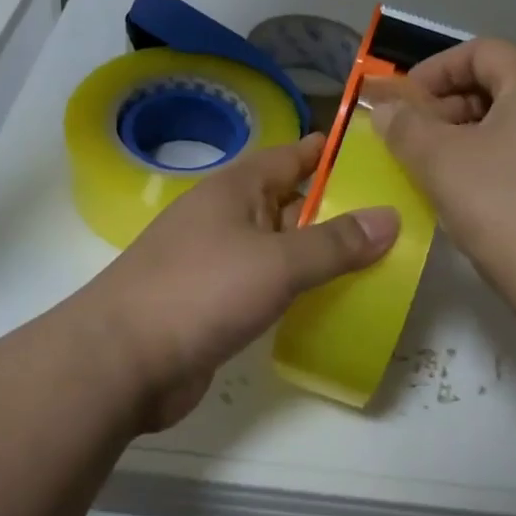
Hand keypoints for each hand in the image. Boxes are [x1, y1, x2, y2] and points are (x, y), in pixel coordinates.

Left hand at [77, 134, 399, 432]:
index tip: (378, 156)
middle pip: (290, 203)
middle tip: (394, 218)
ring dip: (319, 254)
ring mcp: (216, 262)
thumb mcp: (277, 262)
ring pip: (280, 248)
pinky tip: (330, 303)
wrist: (122, 362)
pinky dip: (297, 290)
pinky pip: (267, 286)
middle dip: (337, 209)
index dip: (331, 153)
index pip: (292, 156)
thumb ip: (335, 243)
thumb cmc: (200, 291)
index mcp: (235, 189)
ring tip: (377, 261)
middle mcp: (225, 218)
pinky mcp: (214, 304)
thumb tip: (391, 217)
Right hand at [367, 38, 515, 317]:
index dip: (434, 70)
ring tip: (434, 167)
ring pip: (514, 120)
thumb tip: (386, 107)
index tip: (403, 102)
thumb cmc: (505, 208)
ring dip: (467, 134)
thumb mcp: (440, 161)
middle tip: (413, 137)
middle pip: (499, 82)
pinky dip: (494, 158)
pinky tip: (470, 193)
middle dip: (448, 105)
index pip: (481, 50)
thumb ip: (405, 125)